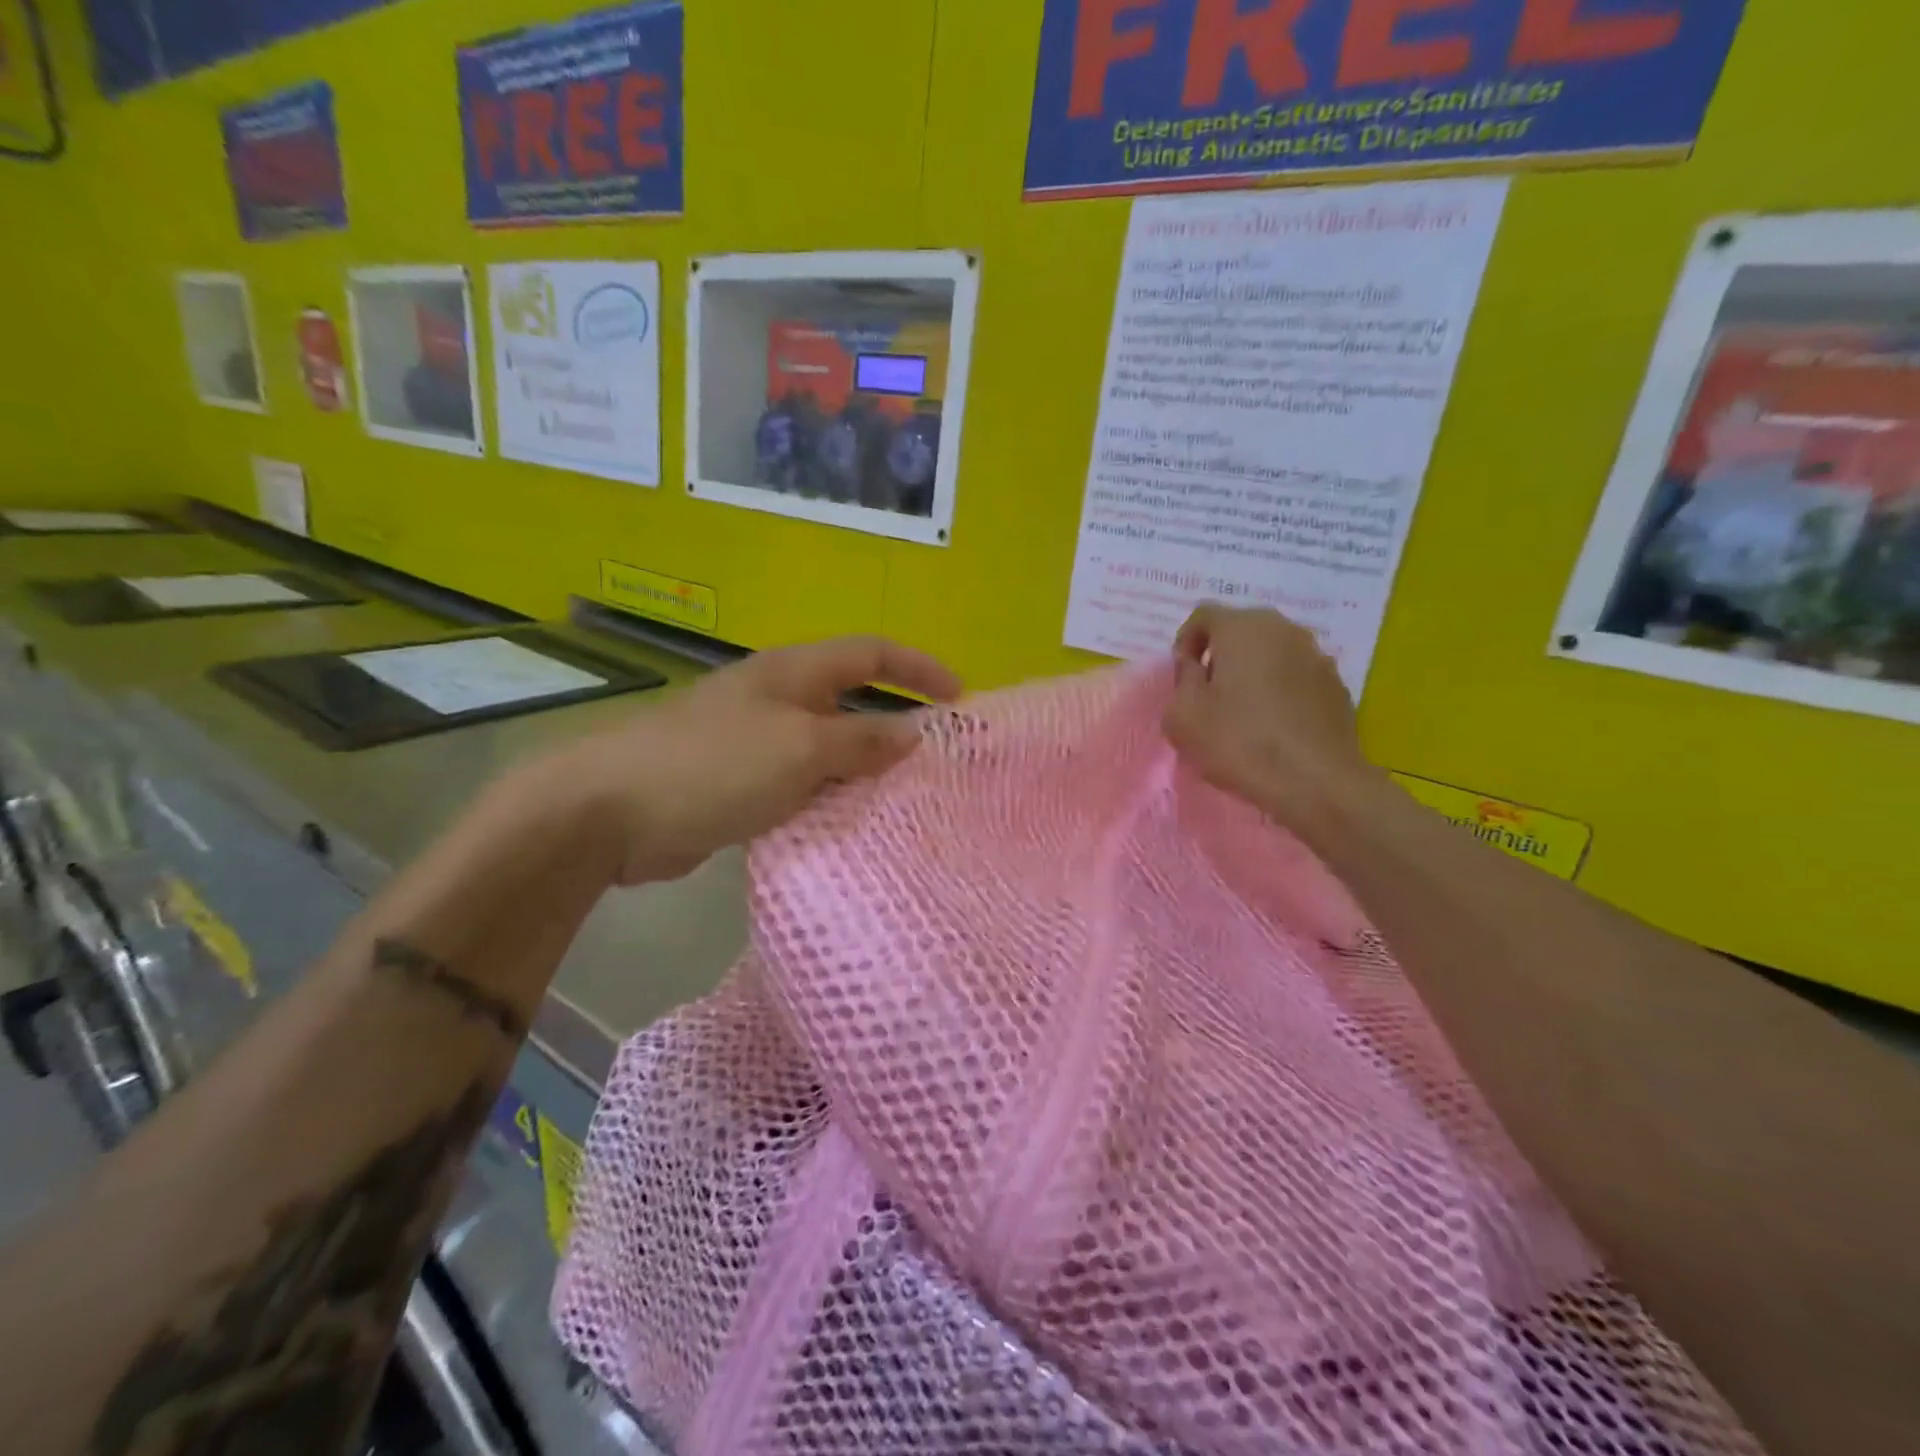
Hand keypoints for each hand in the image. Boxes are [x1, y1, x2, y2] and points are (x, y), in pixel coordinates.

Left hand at [535, 637, 961, 884]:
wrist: (609, 811)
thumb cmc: (713, 765)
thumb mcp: (800, 749)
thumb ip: (861, 741)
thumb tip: (915, 731)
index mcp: (794, 673)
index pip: (872, 652)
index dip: (919, 668)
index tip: (960, 698)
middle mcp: (779, 699)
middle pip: (853, 701)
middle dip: (897, 725)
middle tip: (938, 763)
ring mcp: (756, 741)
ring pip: (828, 749)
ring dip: (863, 769)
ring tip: (905, 801)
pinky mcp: (738, 783)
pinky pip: (800, 784)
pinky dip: (828, 798)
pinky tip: (848, 826)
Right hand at [1163, 605, 1380, 829]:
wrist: (1316, 782)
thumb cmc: (1239, 743)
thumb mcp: (1183, 715)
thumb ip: (1182, 679)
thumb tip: (1195, 665)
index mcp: (1242, 628)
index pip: (1204, 615)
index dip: (1186, 642)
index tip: (1182, 678)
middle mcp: (1283, 629)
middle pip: (1241, 630)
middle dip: (1220, 655)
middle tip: (1208, 694)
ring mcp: (1316, 655)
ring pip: (1271, 652)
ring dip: (1252, 672)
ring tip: (1242, 712)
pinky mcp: (1336, 685)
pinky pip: (1295, 676)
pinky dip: (1279, 690)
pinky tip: (1273, 726)